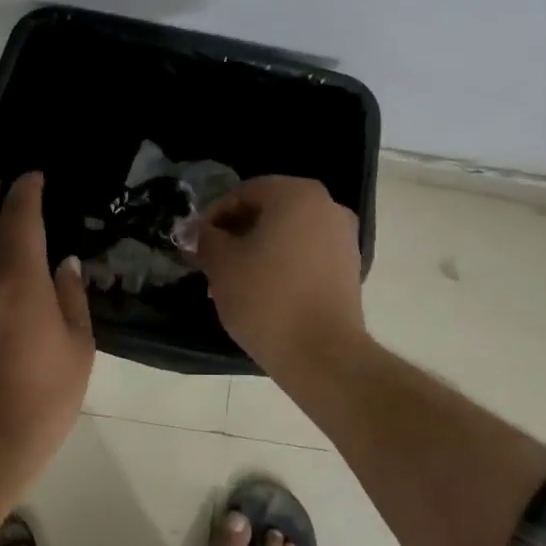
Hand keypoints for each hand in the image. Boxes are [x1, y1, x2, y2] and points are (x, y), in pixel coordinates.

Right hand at [191, 176, 365, 376]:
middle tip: (211, 262)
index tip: (196, 242)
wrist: (321, 353)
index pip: (244, 192)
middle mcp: (327, 207)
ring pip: (287, 235)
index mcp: (296, 195)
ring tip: (232, 283)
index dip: (214, 215)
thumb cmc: (266, 297)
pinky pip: (306, 256)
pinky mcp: (349, 269)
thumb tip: (203, 232)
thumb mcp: (221, 264)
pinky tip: (261, 294)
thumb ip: (208, 238)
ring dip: (257, 251)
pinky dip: (282, 266)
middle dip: (236, 234)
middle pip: (269, 212)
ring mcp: (343, 239)